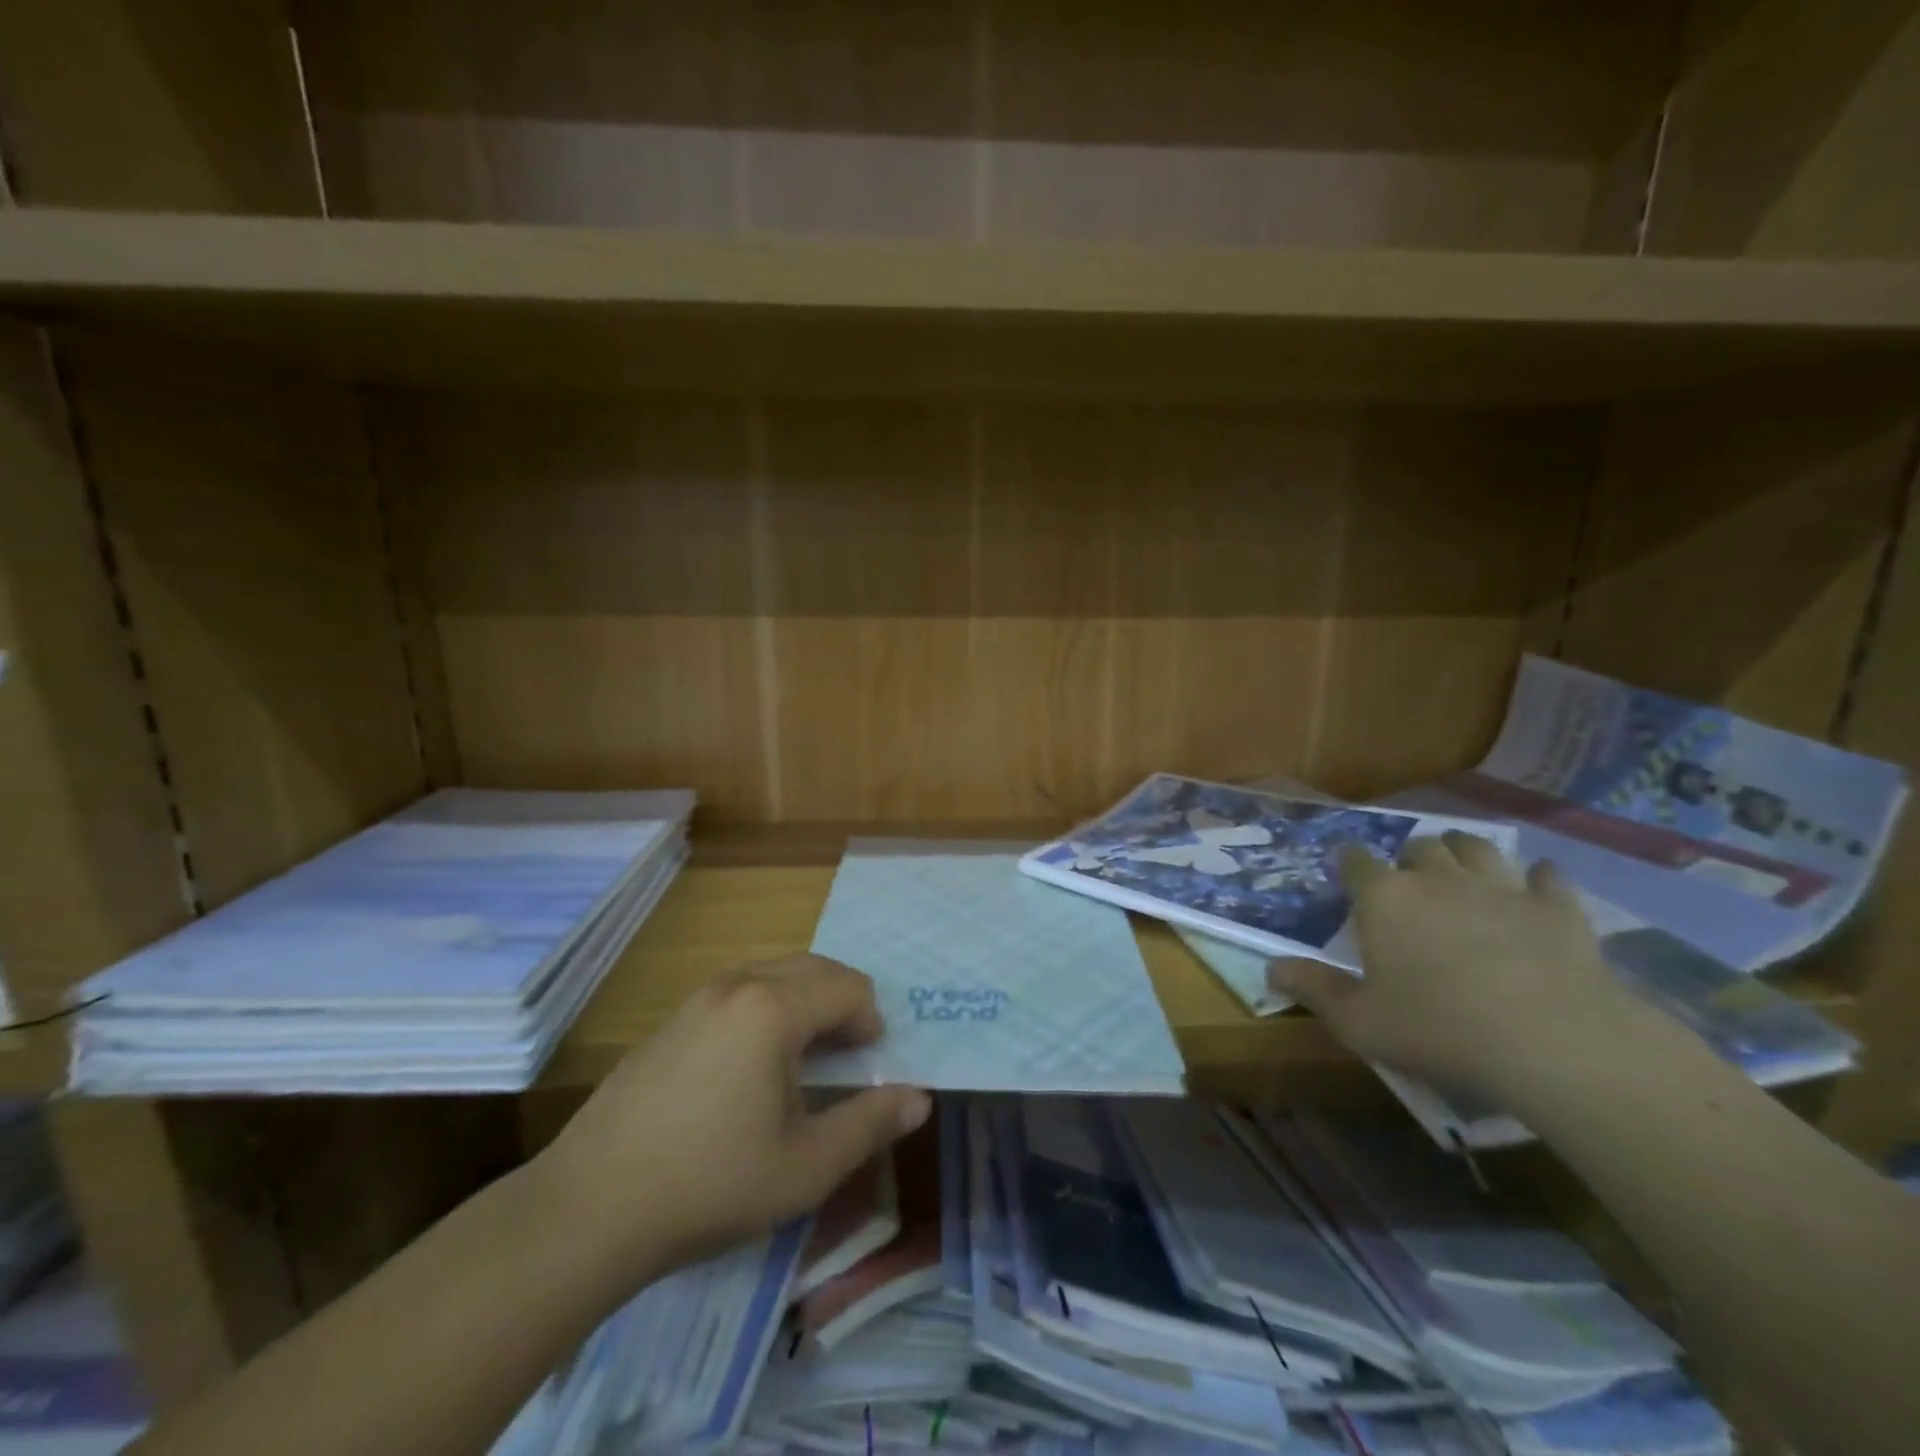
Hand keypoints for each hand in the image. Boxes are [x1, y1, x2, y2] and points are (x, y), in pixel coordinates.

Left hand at [534, 954, 930, 1286]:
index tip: (870, 1066)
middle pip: (813, 968)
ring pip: (773, 975)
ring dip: (803, 1002)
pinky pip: (738, 993)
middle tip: (847, 1056)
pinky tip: (750, 1069)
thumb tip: (919, 1099)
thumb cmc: (711, 1184)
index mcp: (774, 1008)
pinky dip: (766, 1009)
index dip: (871, 1021)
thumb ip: (870, 1125)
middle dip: (841, 1002)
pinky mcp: (670, 1021)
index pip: (849, 986)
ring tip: (804, 1060)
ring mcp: (698, 999)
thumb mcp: (806, 1167)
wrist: (588, 1208)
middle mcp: (738, 985)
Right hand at [1269, 833, 1648, 1101]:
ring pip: (1476, 847)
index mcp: (1385, 899)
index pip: (1355, 861)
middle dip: (1410, 858)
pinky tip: (1534, 888)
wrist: (1555, 1043)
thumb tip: (1270, 967)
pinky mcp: (1557, 907)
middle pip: (1418, 847)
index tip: (1345, 873)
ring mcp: (1501, 887)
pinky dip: (1537, 878)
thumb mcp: (1360, 1022)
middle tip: (1409, 884)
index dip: (1347, 863)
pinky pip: (1546, 875)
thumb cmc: (1440, 1029)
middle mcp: (1437, 879)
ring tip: (1461, 870)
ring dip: (1463, 852)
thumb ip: (1313, 989)